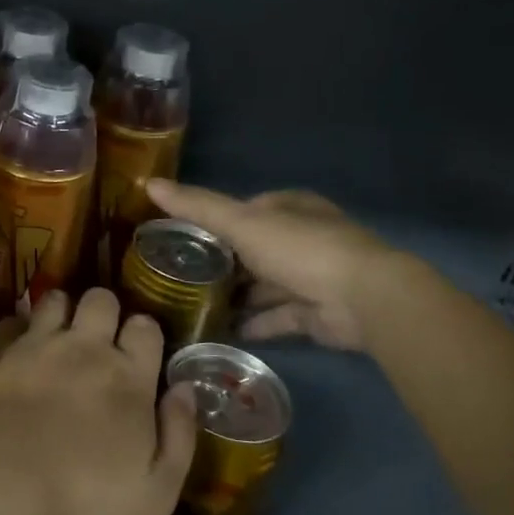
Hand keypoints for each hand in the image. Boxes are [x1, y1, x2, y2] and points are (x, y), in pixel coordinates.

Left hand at [0, 289, 198, 514]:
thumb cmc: (82, 500)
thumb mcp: (154, 494)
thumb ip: (179, 437)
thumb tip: (185, 390)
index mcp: (130, 378)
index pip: (146, 327)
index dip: (145, 334)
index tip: (140, 354)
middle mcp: (87, 348)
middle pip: (101, 299)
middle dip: (105, 311)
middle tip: (100, 340)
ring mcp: (39, 345)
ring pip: (56, 298)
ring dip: (61, 310)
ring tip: (59, 336)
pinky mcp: (0, 353)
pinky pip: (12, 320)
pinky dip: (16, 327)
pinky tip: (17, 346)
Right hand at [145, 180, 401, 352]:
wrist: (364, 298)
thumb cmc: (300, 248)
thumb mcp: (241, 222)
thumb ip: (197, 207)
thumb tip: (149, 183)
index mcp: (287, 207)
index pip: (243, 210)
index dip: (213, 220)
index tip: (180, 237)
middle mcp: (301, 238)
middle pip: (252, 249)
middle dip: (223, 262)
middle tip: (179, 277)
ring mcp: (311, 276)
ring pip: (264, 284)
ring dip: (237, 295)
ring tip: (193, 306)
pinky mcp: (315, 312)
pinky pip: (276, 316)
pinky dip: (254, 323)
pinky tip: (223, 330)